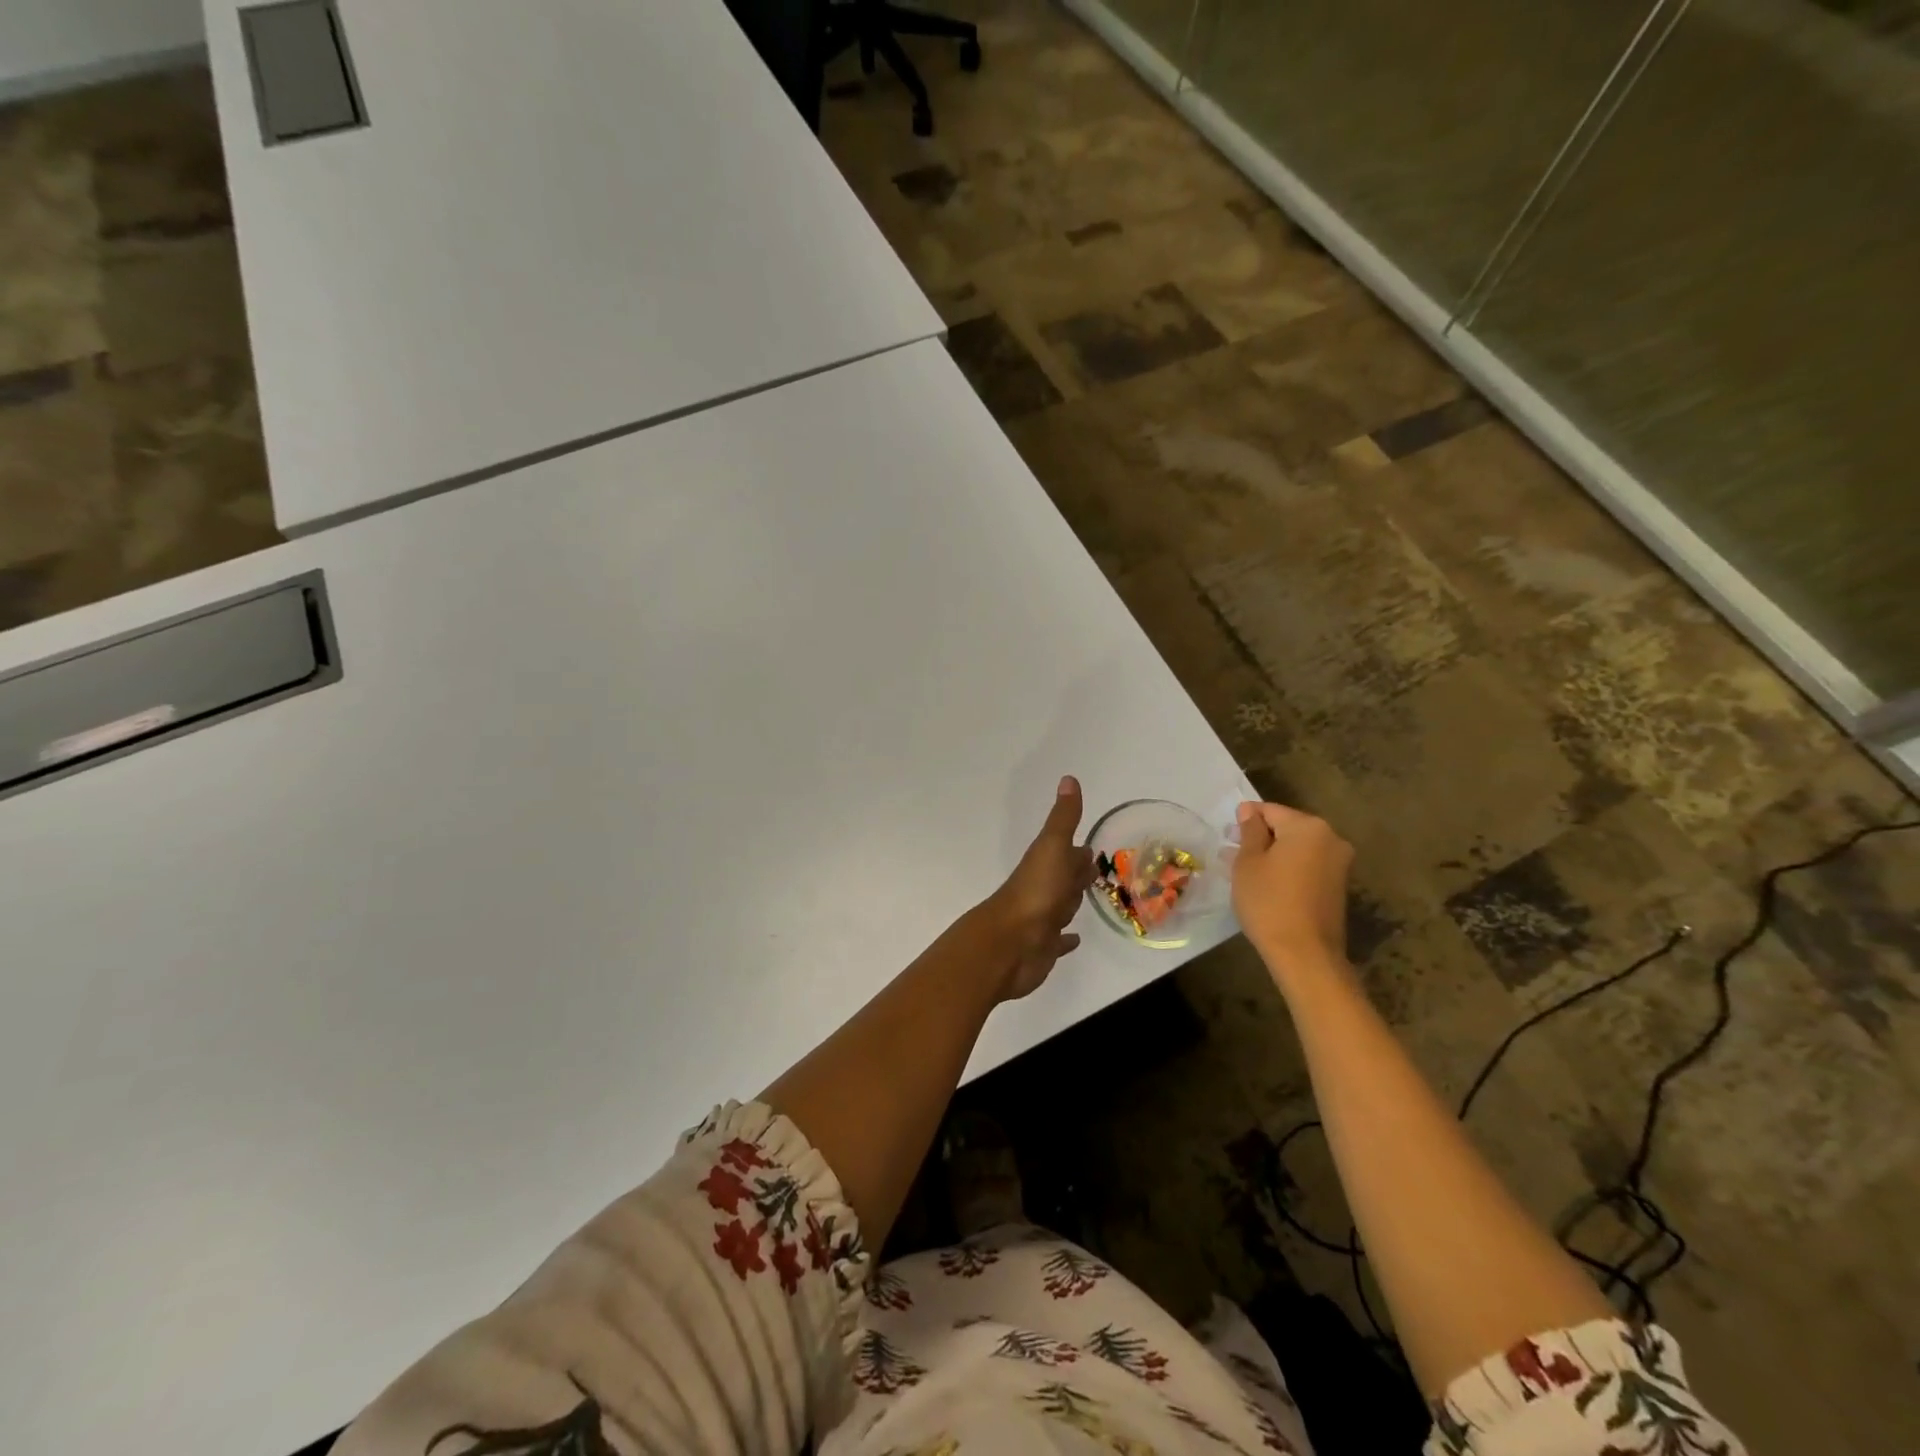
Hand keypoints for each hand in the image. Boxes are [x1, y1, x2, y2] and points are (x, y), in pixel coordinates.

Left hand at [980, 776, 1095, 1000]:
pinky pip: (1058, 941)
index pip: (1068, 854)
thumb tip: (1068, 778)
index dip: (1080, 851)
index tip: (1093, 845)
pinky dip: (1066, 940)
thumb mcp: (1052, 848)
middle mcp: (1044, 890)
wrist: (1010, 944)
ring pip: (1062, 906)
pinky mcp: (1043, 947)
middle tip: (1096, 870)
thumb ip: (1063, 818)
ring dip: (1073, 901)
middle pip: (1065, 879)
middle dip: (1079, 873)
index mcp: (1047, 865)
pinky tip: (1074, 940)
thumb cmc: (1036, 893)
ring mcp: (1043, 919)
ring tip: (1092, 898)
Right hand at [1232, 801, 1353, 977]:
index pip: (1270, 811)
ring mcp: (1338, 863)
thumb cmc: (1269, 901)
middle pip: (1287, 828)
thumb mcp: (1248, 862)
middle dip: (1259, 837)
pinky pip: (1306, 865)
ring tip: (1244, 870)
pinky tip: (1265, 883)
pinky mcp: (1337, 885)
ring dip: (1272, 854)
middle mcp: (1331, 838)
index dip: (1245, 820)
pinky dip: (1286, 868)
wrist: (1304, 953)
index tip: (1226, 836)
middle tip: (1231, 853)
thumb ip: (1250, 831)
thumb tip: (1249, 811)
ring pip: (1296, 848)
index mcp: (1309, 827)